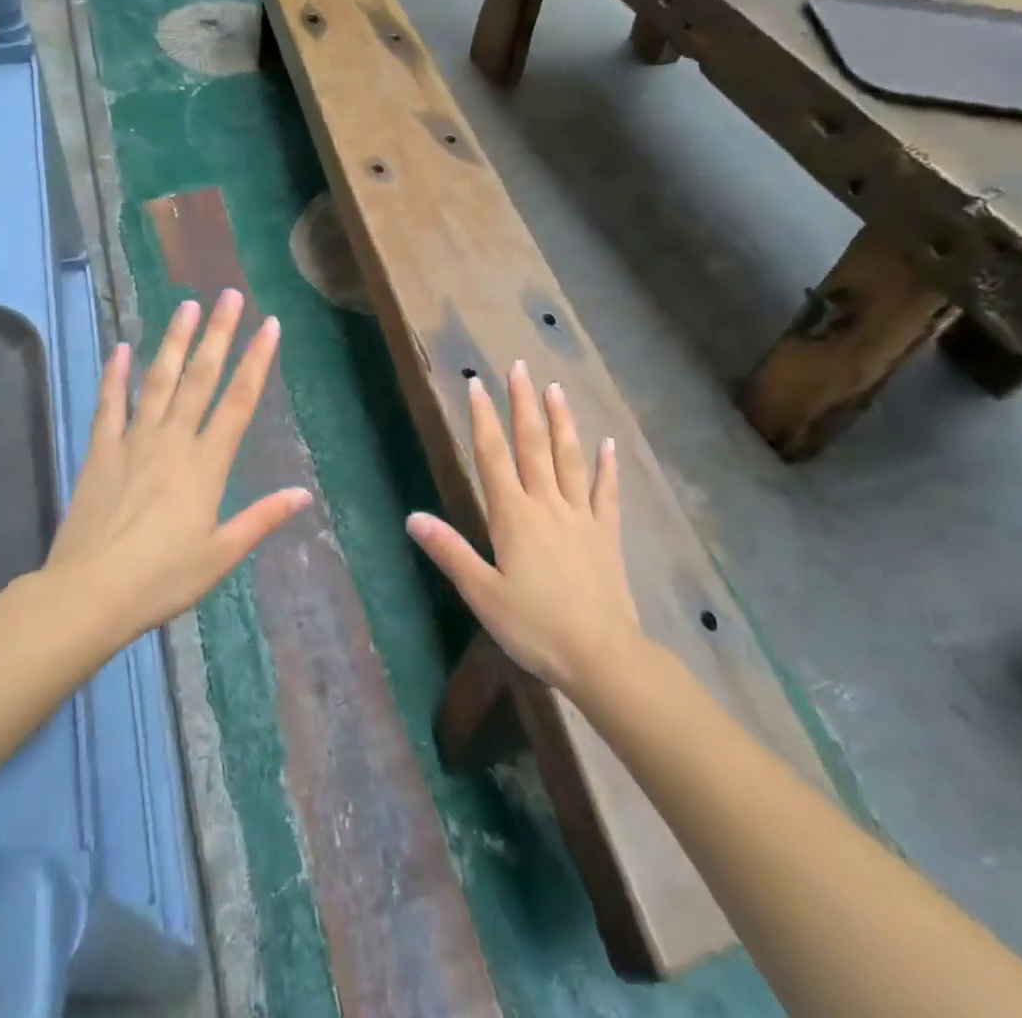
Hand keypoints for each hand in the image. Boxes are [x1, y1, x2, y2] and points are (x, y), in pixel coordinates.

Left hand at [45, 291, 310, 642]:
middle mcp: (173, 440)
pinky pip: (109, 404)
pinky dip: (115, 375)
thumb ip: (261, 519)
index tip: (269, 325)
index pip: (239, 401)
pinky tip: (121, 347)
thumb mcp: (221, 555)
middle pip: (201, 377)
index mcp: (207, 464)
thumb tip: (303, 493)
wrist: (89, 593)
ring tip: (186, 306)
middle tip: (228, 295)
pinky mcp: (101, 451)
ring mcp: (134, 441)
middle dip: (218, 334)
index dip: (257, 360)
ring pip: (159, 380)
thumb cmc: (162, 578)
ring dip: (174, 341)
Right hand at [406, 362, 641, 697]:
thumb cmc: (534, 626)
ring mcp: (580, 516)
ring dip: (561, 422)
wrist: (601, 655)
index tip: (477, 384)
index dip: (483, 419)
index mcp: (513, 516)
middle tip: (519, 367)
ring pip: (569, 458)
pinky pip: (606, 493)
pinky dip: (607, 467)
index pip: (493, 456)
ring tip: (555, 389)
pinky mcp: (607, 535)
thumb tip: (412, 517)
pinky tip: (608, 444)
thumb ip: (449, 551)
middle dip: (523, 404)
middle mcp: (546, 505)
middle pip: (532, 445)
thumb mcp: (482, 593)